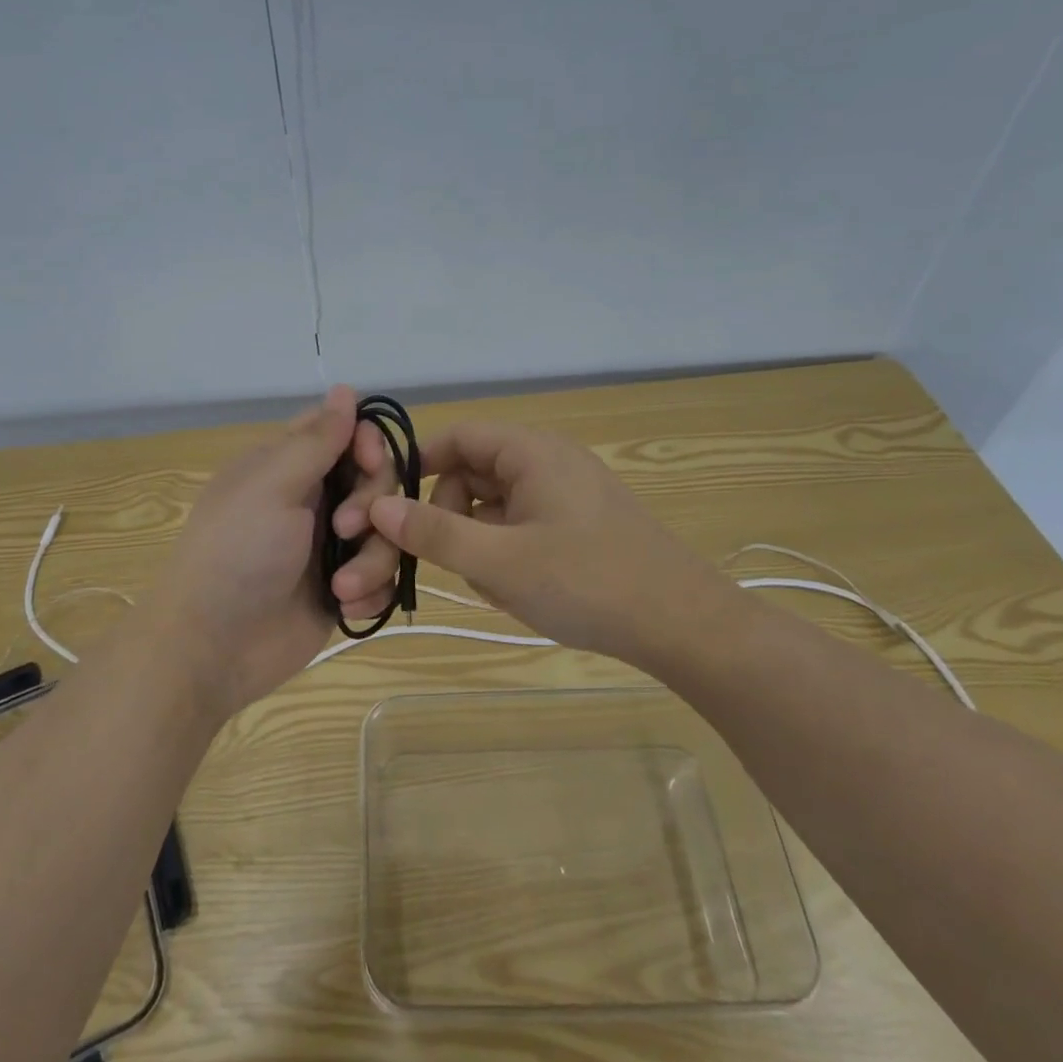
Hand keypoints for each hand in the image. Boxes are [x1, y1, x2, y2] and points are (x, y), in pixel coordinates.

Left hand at [145, 385, 378, 716]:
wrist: (211, 648)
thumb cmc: (236, 553)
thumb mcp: (272, 486)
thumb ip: (316, 439)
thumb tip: (345, 388)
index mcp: (288, 466)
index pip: (345, 432)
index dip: (367, 443)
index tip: (369, 464)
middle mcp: (312, 500)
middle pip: (376, 482)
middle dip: (371, 506)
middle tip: (344, 530)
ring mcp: (329, 547)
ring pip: (386, 533)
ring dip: (372, 559)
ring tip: (341, 588)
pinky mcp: (341, 590)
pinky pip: (382, 578)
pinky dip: (371, 592)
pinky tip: (346, 606)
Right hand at [366, 421, 736, 665]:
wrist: (684, 625)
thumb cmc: (586, 582)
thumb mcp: (499, 561)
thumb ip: (433, 533)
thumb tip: (377, 506)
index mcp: (531, 451)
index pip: (457, 437)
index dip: (418, 464)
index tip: (389, 505)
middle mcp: (549, 460)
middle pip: (474, 472)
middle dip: (451, 515)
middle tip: (451, 561)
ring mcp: (567, 493)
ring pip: (496, 505)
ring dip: (479, 540)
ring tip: (494, 585)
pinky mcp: (580, 523)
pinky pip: (523, 524)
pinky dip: (507, 551)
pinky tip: (519, 589)